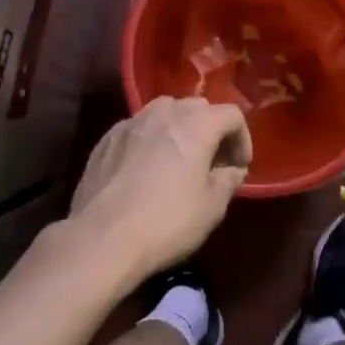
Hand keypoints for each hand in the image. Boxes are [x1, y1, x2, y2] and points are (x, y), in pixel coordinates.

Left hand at [67, 97, 251, 278]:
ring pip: (164, 111)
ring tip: (180, 159)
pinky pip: (138, 128)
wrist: (102, 238)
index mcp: (195, 125)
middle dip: (211, 129)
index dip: (243, 139)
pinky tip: (147, 168)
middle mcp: (163, 114)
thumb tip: (232, 170)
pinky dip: (151, 139)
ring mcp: (130, 123)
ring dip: (180, 129)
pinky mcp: (106, 140)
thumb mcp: (212, 208)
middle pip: (197, 106)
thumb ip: (228, 180)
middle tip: (213, 162)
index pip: (231, 114)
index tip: (239, 167)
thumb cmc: (166, 222)